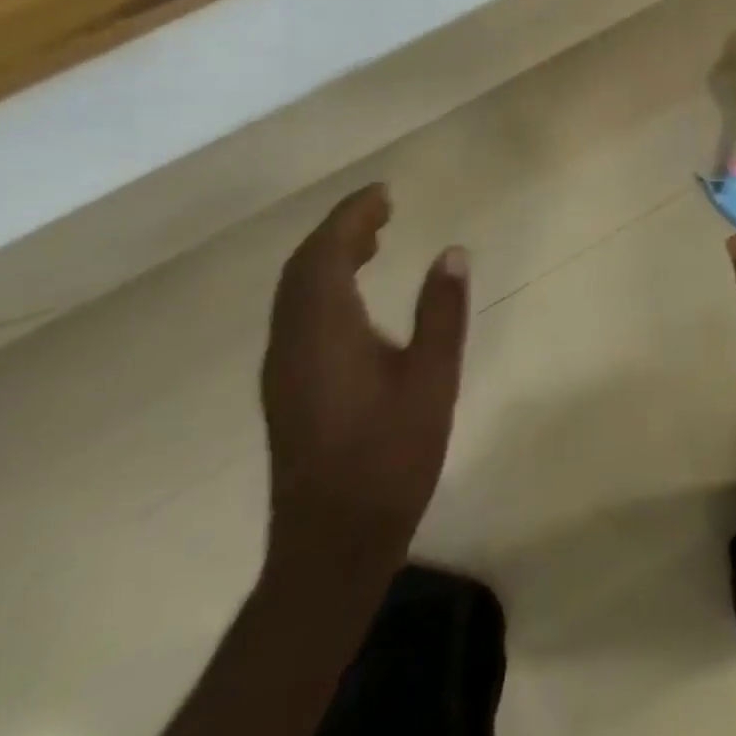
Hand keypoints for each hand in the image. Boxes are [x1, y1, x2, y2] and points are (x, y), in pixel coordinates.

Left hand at [261, 184, 468, 582]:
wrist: (332, 543)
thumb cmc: (390, 457)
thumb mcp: (431, 380)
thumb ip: (441, 312)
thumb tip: (452, 252)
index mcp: (323, 333)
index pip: (325, 254)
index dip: (351, 216)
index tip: (384, 192)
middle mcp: (291, 343)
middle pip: (302, 267)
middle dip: (339, 229)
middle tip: (383, 209)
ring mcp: (283, 368)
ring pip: (295, 292)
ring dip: (328, 256)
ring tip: (374, 239)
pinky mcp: (288, 388)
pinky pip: (297, 314)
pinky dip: (323, 285)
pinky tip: (356, 296)